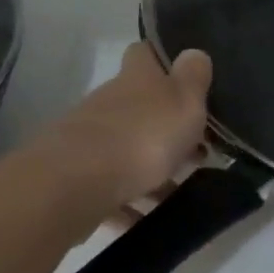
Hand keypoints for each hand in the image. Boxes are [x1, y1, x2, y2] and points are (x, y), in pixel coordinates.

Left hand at [37, 43, 212, 210]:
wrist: (76, 184)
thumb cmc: (142, 136)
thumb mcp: (183, 103)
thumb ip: (193, 78)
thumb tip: (195, 52)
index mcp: (135, 79)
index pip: (144, 54)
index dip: (162, 59)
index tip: (184, 77)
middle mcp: (109, 102)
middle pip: (138, 107)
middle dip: (163, 126)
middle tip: (197, 151)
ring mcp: (89, 140)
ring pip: (125, 149)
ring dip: (149, 169)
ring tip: (177, 194)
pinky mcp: (77, 177)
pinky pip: (110, 188)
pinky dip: (128, 202)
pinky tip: (145, 220)